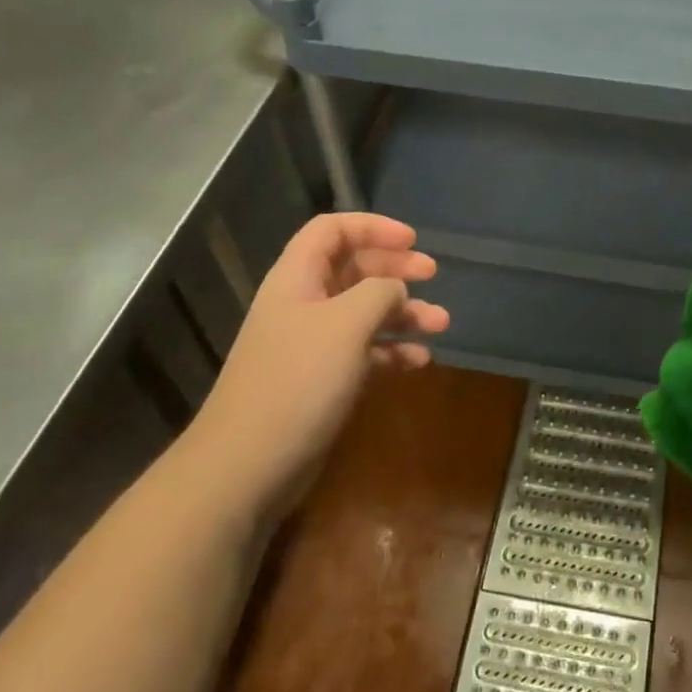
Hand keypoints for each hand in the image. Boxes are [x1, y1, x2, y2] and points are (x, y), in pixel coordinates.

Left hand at [198, 213, 448, 490]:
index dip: (373, 227)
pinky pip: (363, 351)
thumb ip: (380, 292)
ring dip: (403, 313)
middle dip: (395, 268)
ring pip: (364, 312)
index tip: (413, 241)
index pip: (332, 230)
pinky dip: (392, 351)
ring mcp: (311, 344)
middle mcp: (303, 304)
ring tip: (442, 323)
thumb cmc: (299, 380)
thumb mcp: (347, 323)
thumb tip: (396, 290)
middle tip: (433, 274)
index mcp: (298, 278)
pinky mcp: (321, 380)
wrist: (249, 463)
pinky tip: (419, 362)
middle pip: (353, 269)